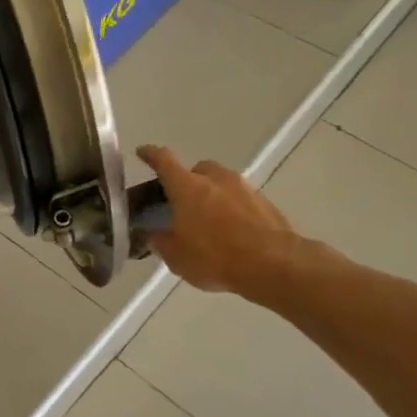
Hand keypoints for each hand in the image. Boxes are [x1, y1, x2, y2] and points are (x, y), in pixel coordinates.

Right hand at [134, 145, 303, 298]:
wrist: (274, 264)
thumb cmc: (215, 257)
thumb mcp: (176, 257)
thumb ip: (161, 242)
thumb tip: (153, 235)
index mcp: (187, 187)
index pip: (164, 161)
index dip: (151, 155)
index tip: (142, 152)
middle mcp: (215, 179)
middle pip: (197, 169)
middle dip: (187, 180)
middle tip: (181, 202)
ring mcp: (244, 188)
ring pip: (221, 183)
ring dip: (212, 195)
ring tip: (207, 220)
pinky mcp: (265, 203)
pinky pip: (240, 199)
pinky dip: (231, 209)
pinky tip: (230, 232)